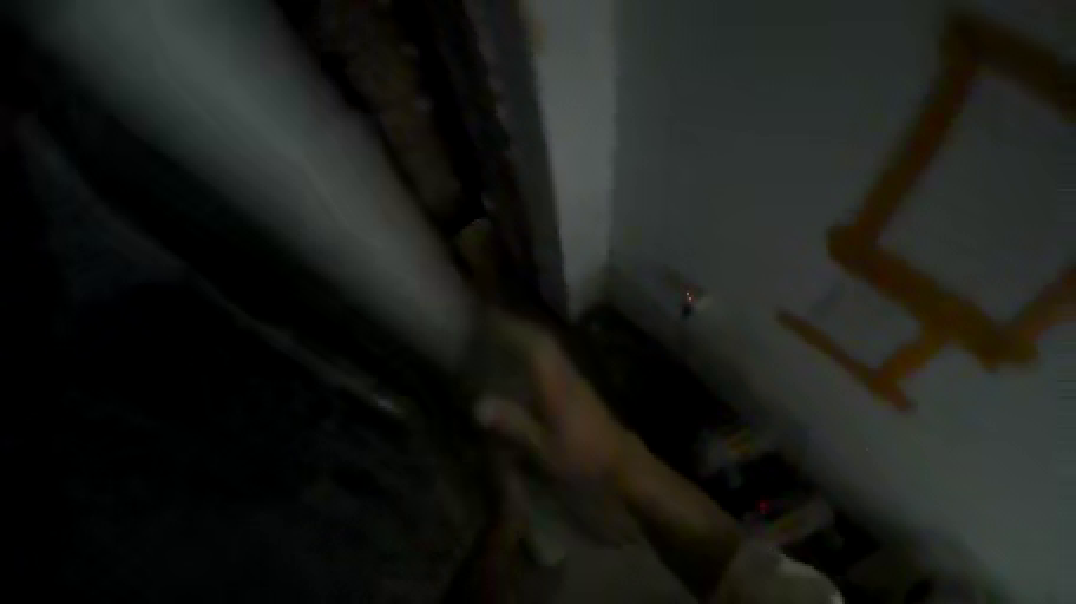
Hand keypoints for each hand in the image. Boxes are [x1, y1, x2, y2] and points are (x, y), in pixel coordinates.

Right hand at [474, 317, 628, 483]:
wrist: (619, 457)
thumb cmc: (581, 455)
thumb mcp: (544, 449)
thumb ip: (513, 424)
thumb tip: (478, 405)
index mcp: (556, 384)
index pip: (534, 347)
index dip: (513, 330)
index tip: (493, 319)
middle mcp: (564, 372)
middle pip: (542, 339)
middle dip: (519, 326)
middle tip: (495, 320)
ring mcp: (572, 374)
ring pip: (550, 344)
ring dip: (529, 333)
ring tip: (507, 331)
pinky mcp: (576, 381)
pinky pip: (553, 354)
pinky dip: (538, 347)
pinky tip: (528, 354)